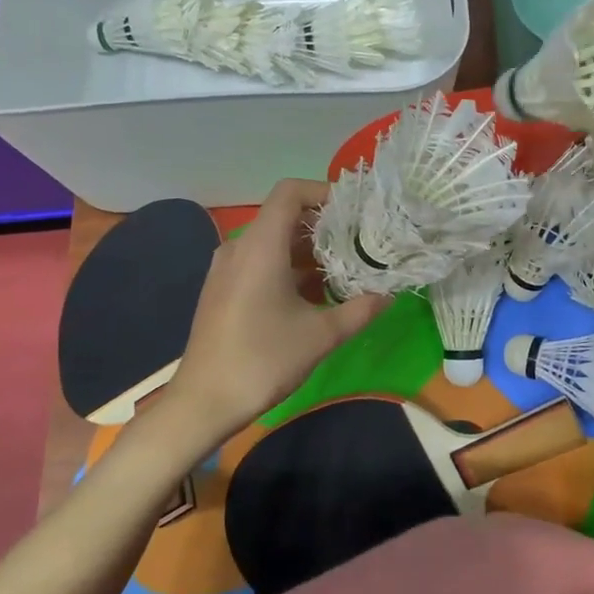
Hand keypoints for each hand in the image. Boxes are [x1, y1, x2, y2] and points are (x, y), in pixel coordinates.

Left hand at [169, 179, 388, 438]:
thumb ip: (359, 310)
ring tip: (343, 269)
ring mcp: (226, 269)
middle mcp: (239, 248)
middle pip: (283, 216)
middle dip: (323, 226)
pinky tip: (314, 295)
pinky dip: (288, 267)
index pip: (289, 192)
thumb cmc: (263, 360)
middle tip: (359, 242)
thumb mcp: (321, 335)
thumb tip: (389, 295)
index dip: (322, 192)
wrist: (203, 401)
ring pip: (272, 242)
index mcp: (260, 246)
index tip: (354, 211)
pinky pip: (259, 262)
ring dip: (307, 250)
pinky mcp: (222, 289)